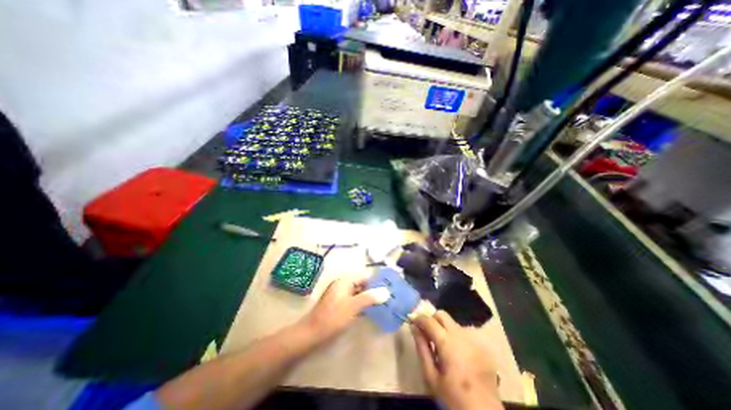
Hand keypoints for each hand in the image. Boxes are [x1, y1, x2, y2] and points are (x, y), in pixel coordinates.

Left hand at [298, 277, 387, 344]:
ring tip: (383, 304)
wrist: (311, 334)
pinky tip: (371, 311)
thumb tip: (386, 291)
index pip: (365, 276)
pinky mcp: (339, 305)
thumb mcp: (353, 307)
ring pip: (359, 293)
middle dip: (374, 290)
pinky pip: (354, 300)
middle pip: (362, 284)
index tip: (390, 287)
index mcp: (345, 281)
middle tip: (388, 297)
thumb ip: (370, 298)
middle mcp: (343, 285)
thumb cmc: (332, 318)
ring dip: (369, 298)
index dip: (377, 281)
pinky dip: (362, 304)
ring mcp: (341, 295)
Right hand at [410, 310, 502, 409]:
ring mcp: (473, 338)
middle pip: (442, 315)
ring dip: (444, 328)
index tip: (413, 322)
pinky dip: (456, 337)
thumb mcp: (431, 375)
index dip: (418, 318)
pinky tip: (457, 353)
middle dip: (432, 319)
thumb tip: (414, 328)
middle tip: (427, 333)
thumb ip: (422, 348)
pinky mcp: (482, 345)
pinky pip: (464, 333)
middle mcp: (460, 334)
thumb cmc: (453, 396)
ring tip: (442, 346)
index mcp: (446, 341)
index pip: (428, 320)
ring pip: (453, 323)